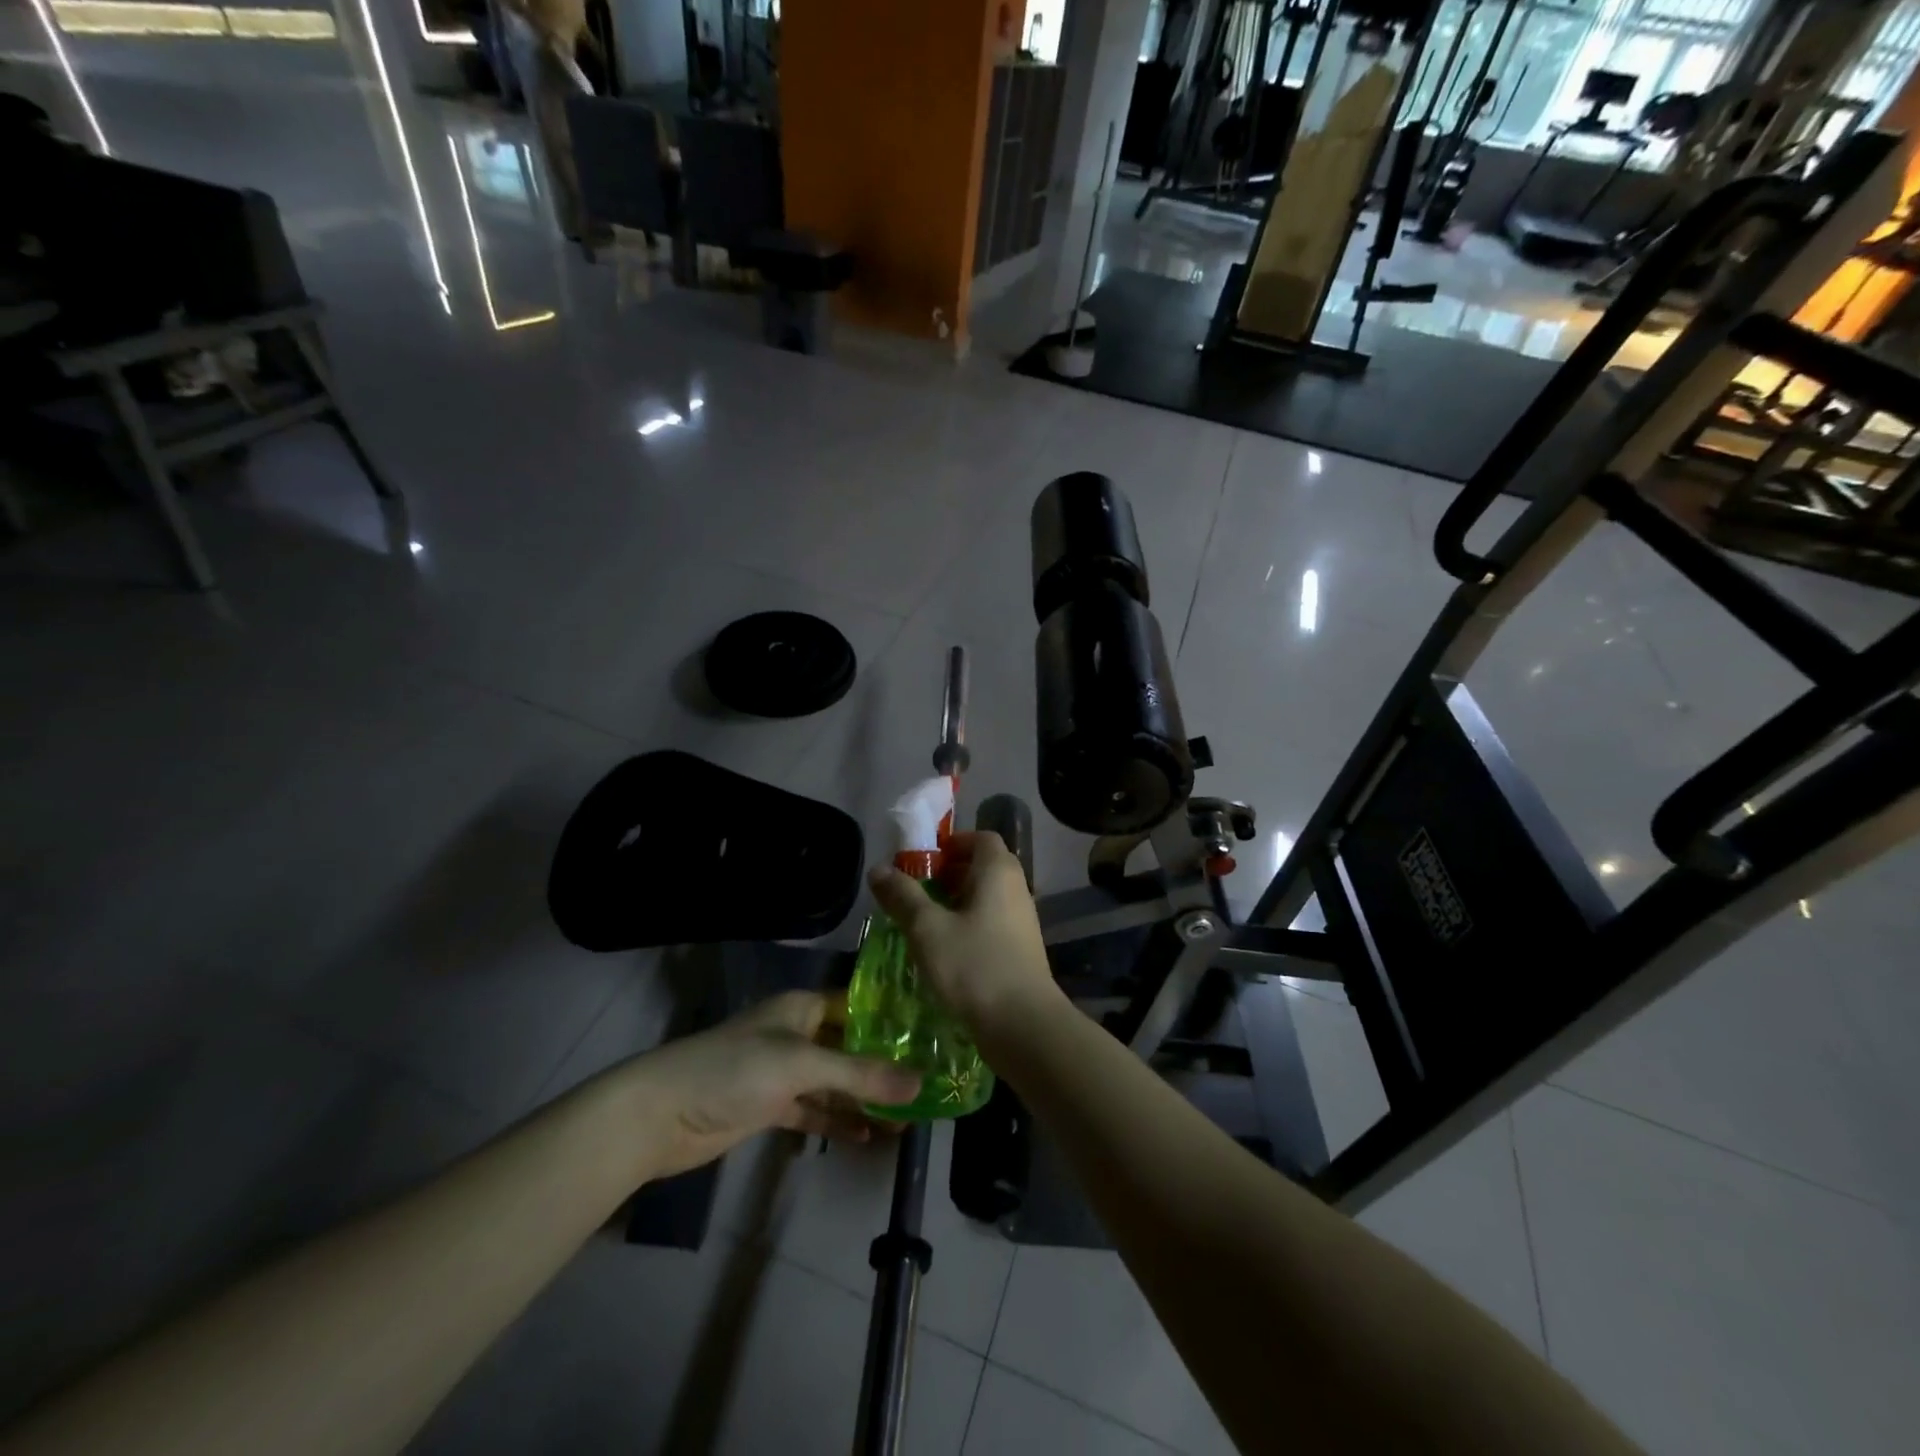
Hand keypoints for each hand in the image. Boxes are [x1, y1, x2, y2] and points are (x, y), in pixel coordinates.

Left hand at [622, 991, 920, 1181]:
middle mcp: (795, 1033)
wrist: (660, 1114)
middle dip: (882, 1065)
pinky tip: (866, 1135)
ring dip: (863, 1098)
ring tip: (906, 1117)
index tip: (932, 1035)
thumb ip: (860, 1075)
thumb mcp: (802, 1065)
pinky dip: (835, 1120)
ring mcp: (781, 1071)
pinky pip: (812, 1109)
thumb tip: (920, 1084)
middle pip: (848, 1046)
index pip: (857, 1005)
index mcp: (802, 1007)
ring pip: (832, 1081)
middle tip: (927, 1084)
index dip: (891, 1019)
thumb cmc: (735, 1070)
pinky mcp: (768, 1106)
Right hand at [867, 830, 1062, 1039]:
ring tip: (924, 924)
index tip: (924, 862)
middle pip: (983, 866)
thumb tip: (878, 868)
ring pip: (987, 898)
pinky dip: (969, 926)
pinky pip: (992, 923)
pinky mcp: (1021, 950)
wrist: (1024, 1026)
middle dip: (948, 874)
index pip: (980, 838)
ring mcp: (1022, 921)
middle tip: (916, 893)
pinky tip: (945, 952)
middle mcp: (1016, 889)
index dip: (952, 843)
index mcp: (998, 872)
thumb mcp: (927, 929)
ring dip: (956, 903)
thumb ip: (902, 896)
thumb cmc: (974, 966)